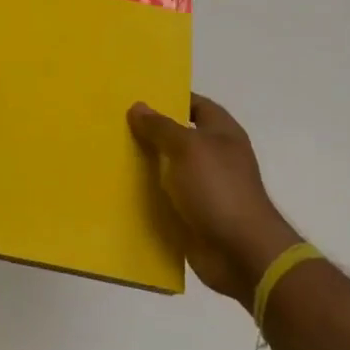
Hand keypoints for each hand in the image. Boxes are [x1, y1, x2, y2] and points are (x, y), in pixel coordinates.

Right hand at [128, 94, 303, 303]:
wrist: (240, 252)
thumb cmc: (218, 189)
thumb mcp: (187, 148)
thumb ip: (161, 127)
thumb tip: (138, 106)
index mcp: (222, 133)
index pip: (196, 105)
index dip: (171, 99)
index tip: (138, 97)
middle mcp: (214, 157)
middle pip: (178, 137)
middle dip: (150, 132)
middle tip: (115, 124)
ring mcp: (204, 188)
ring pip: (168, 169)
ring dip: (145, 166)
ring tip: (109, 154)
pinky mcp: (192, 215)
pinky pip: (165, 199)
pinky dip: (147, 197)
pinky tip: (119, 191)